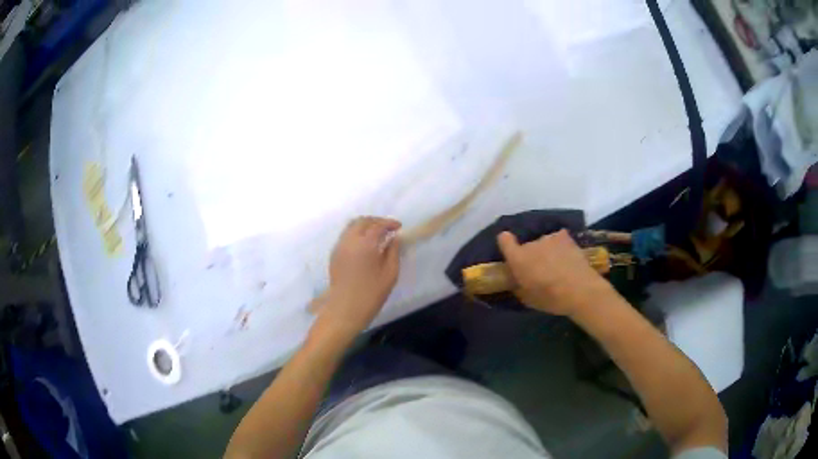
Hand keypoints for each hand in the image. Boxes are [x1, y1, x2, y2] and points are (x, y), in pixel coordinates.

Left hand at [316, 217, 401, 341]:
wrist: (345, 310)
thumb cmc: (371, 294)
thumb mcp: (390, 274)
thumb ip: (393, 252)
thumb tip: (394, 239)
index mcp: (365, 244)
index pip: (378, 225)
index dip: (390, 223)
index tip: (399, 227)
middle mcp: (349, 241)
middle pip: (362, 221)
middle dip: (376, 221)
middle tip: (388, 229)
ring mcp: (339, 247)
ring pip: (351, 227)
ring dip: (365, 226)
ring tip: (377, 235)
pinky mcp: (334, 254)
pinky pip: (345, 236)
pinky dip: (356, 234)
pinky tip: (365, 245)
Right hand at [497, 229, 610, 316]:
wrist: (580, 290)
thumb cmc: (551, 299)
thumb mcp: (528, 299)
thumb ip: (519, 286)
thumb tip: (517, 281)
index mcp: (518, 259)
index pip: (504, 240)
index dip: (506, 243)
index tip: (510, 250)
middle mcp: (531, 244)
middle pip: (527, 246)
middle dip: (531, 256)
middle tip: (541, 270)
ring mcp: (549, 238)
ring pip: (543, 244)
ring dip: (547, 251)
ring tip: (558, 266)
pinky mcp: (565, 236)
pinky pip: (558, 239)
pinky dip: (560, 246)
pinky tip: (568, 257)